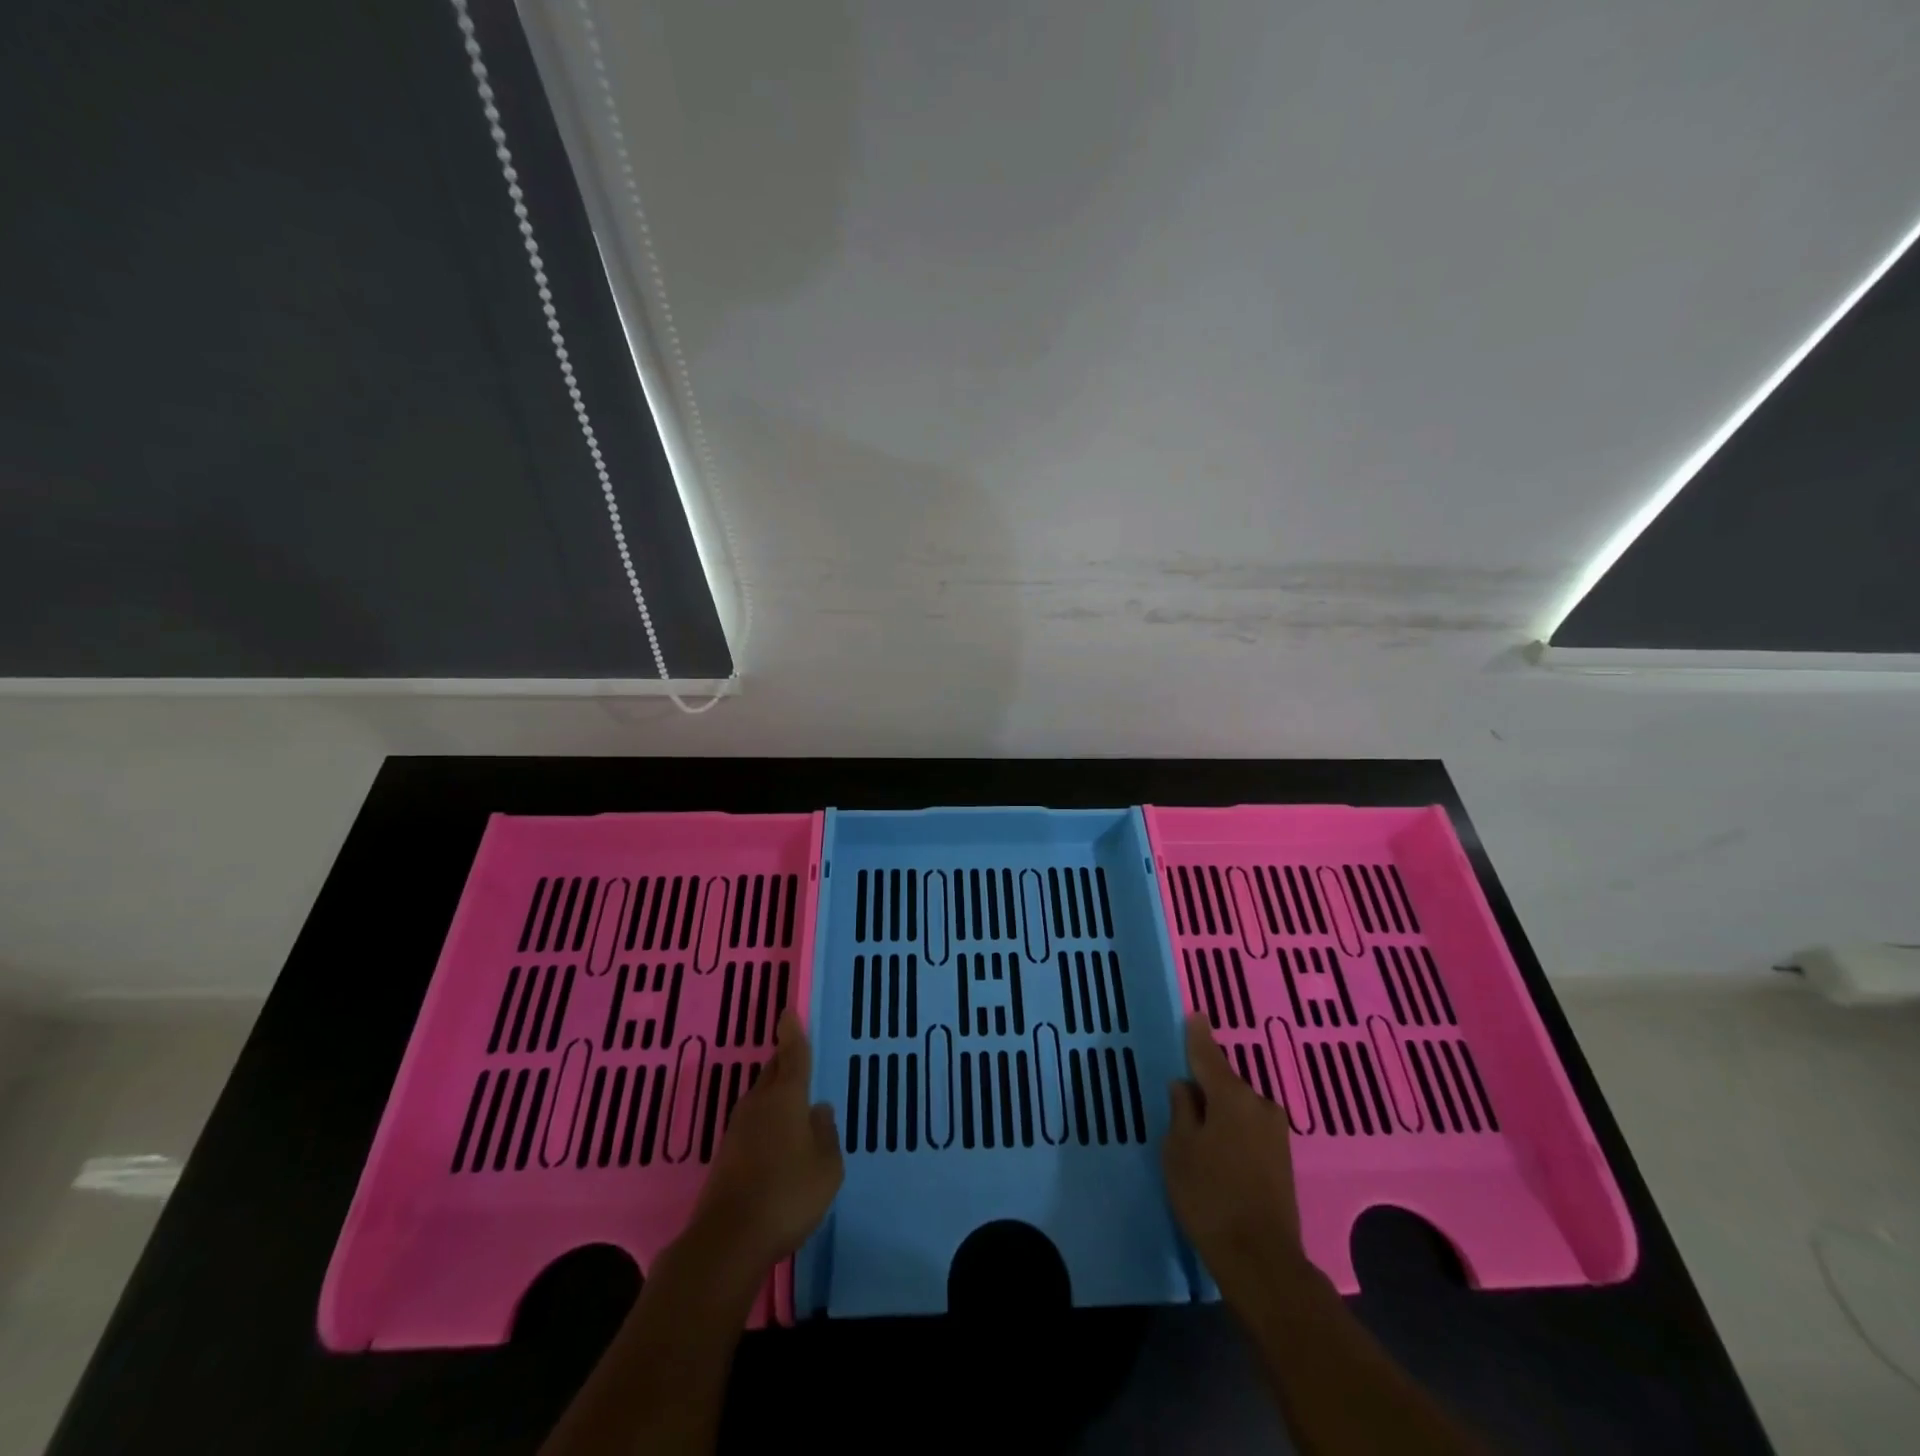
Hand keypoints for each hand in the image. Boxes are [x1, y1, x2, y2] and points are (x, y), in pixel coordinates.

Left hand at [687, 1010, 842, 1282]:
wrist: (727, 1241)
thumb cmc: (788, 1195)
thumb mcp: (827, 1166)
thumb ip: (826, 1134)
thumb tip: (817, 1111)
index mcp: (786, 1097)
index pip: (792, 1055)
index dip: (792, 1033)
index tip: (787, 1013)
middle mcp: (759, 1104)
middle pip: (772, 1073)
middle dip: (784, 1062)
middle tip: (797, 1057)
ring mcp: (737, 1130)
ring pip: (760, 1098)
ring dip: (775, 1095)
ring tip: (793, 1103)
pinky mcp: (726, 1156)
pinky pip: (753, 1124)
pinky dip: (766, 1122)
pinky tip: (777, 1141)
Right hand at [1162, 1015, 1304, 1291]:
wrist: (1262, 1261)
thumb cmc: (1209, 1196)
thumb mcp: (1179, 1149)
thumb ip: (1181, 1110)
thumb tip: (1185, 1086)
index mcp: (1232, 1096)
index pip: (1208, 1055)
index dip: (1197, 1035)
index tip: (1195, 1014)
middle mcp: (1260, 1105)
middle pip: (1225, 1083)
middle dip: (1205, 1085)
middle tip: (1182, 1093)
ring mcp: (1276, 1133)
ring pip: (1238, 1108)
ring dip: (1219, 1111)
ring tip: (1197, 1129)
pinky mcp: (1282, 1159)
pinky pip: (1249, 1129)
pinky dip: (1232, 1130)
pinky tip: (1218, 1149)